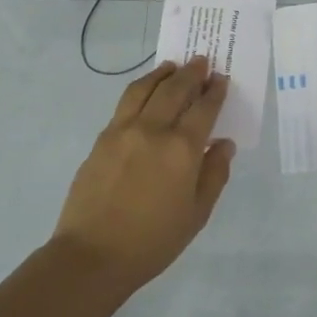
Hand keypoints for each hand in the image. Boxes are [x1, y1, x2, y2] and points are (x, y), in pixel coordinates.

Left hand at [52, 57, 234, 285]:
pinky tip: (145, 92)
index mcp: (182, 149)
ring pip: (144, 89)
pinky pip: (124, 103)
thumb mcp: (197, 214)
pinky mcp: (101, 139)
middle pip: (175, 89)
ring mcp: (122, 131)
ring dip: (162, 73)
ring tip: (173, 66)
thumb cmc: (153, 241)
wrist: (93, 255)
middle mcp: (153, 130)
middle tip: (202, 62)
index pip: (204, 108)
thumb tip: (223, 144)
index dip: (215, 91)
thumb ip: (214, 174)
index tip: (222, 79)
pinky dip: (140, 89)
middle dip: (192, 73)